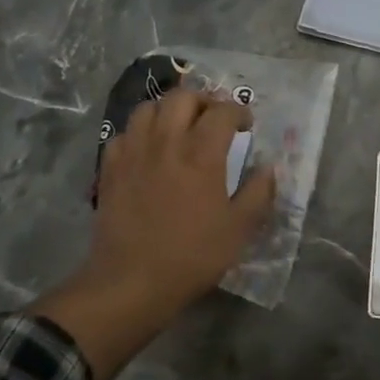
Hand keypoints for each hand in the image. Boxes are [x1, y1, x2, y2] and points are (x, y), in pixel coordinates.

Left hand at [87, 86, 277, 307]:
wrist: (132, 282)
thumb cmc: (192, 255)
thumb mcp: (239, 229)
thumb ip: (258, 192)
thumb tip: (268, 167)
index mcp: (202, 154)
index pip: (223, 111)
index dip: (239, 111)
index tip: (247, 124)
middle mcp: (166, 142)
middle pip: (183, 97)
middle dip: (204, 101)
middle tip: (214, 119)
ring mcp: (134, 152)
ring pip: (148, 108)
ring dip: (168, 110)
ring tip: (179, 127)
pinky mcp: (110, 168)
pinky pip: (123, 134)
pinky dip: (139, 133)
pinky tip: (147, 150)